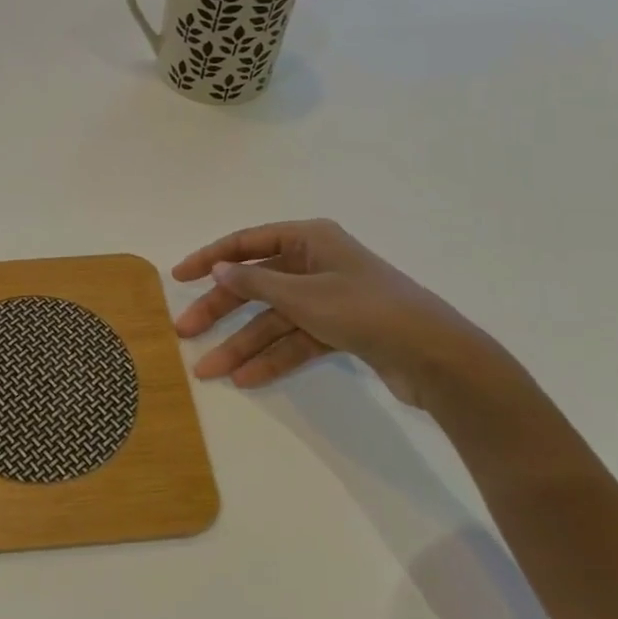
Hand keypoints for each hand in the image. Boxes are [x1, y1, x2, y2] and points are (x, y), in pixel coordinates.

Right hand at [172, 218, 517, 412]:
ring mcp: (328, 298)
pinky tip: (246, 378)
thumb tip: (219, 270)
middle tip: (186, 331)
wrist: (438, 358)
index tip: (179, 277)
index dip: (210, 258)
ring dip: (243, 344)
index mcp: (308, 240)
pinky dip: (273, 357)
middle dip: (221, 311)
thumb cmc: (366, 310)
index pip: (247, 243)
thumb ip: (256, 284)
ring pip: (273, 318)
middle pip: (256, 285)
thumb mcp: (303, 296)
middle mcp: (315, 264)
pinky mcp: (340, 330)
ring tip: (209, 371)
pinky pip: (295, 340)